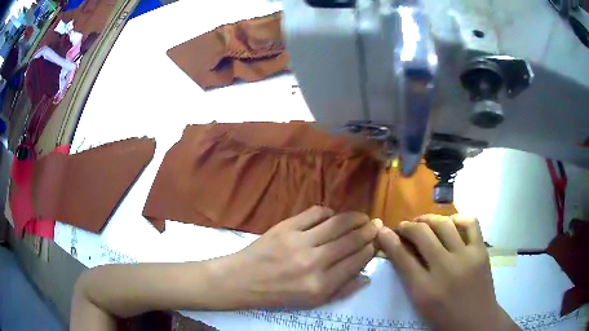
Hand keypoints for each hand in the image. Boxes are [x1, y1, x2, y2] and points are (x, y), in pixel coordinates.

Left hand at [212, 206, 380, 308]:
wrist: (242, 280)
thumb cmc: (278, 295)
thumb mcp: (312, 303)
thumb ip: (341, 290)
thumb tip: (366, 276)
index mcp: (322, 285)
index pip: (357, 260)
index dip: (370, 248)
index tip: (375, 242)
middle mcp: (314, 262)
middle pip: (351, 240)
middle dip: (368, 231)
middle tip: (375, 225)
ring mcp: (299, 242)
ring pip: (338, 223)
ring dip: (354, 218)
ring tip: (361, 217)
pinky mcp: (286, 227)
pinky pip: (315, 213)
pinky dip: (328, 212)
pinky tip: (332, 216)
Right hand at [377, 215, 519, 330]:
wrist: (476, 321)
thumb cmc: (444, 316)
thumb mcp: (421, 303)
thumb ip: (410, 277)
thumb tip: (398, 251)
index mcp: (425, 289)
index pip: (401, 258)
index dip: (388, 241)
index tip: (382, 231)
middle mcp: (445, 269)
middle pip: (422, 235)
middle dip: (407, 226)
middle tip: (403, 227)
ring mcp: (466, 257)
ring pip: (444, 224)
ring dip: (429, 219)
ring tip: (423, 222)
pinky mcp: (481, 251)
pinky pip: (470, 223)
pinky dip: (458, 218)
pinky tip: (451, 223)